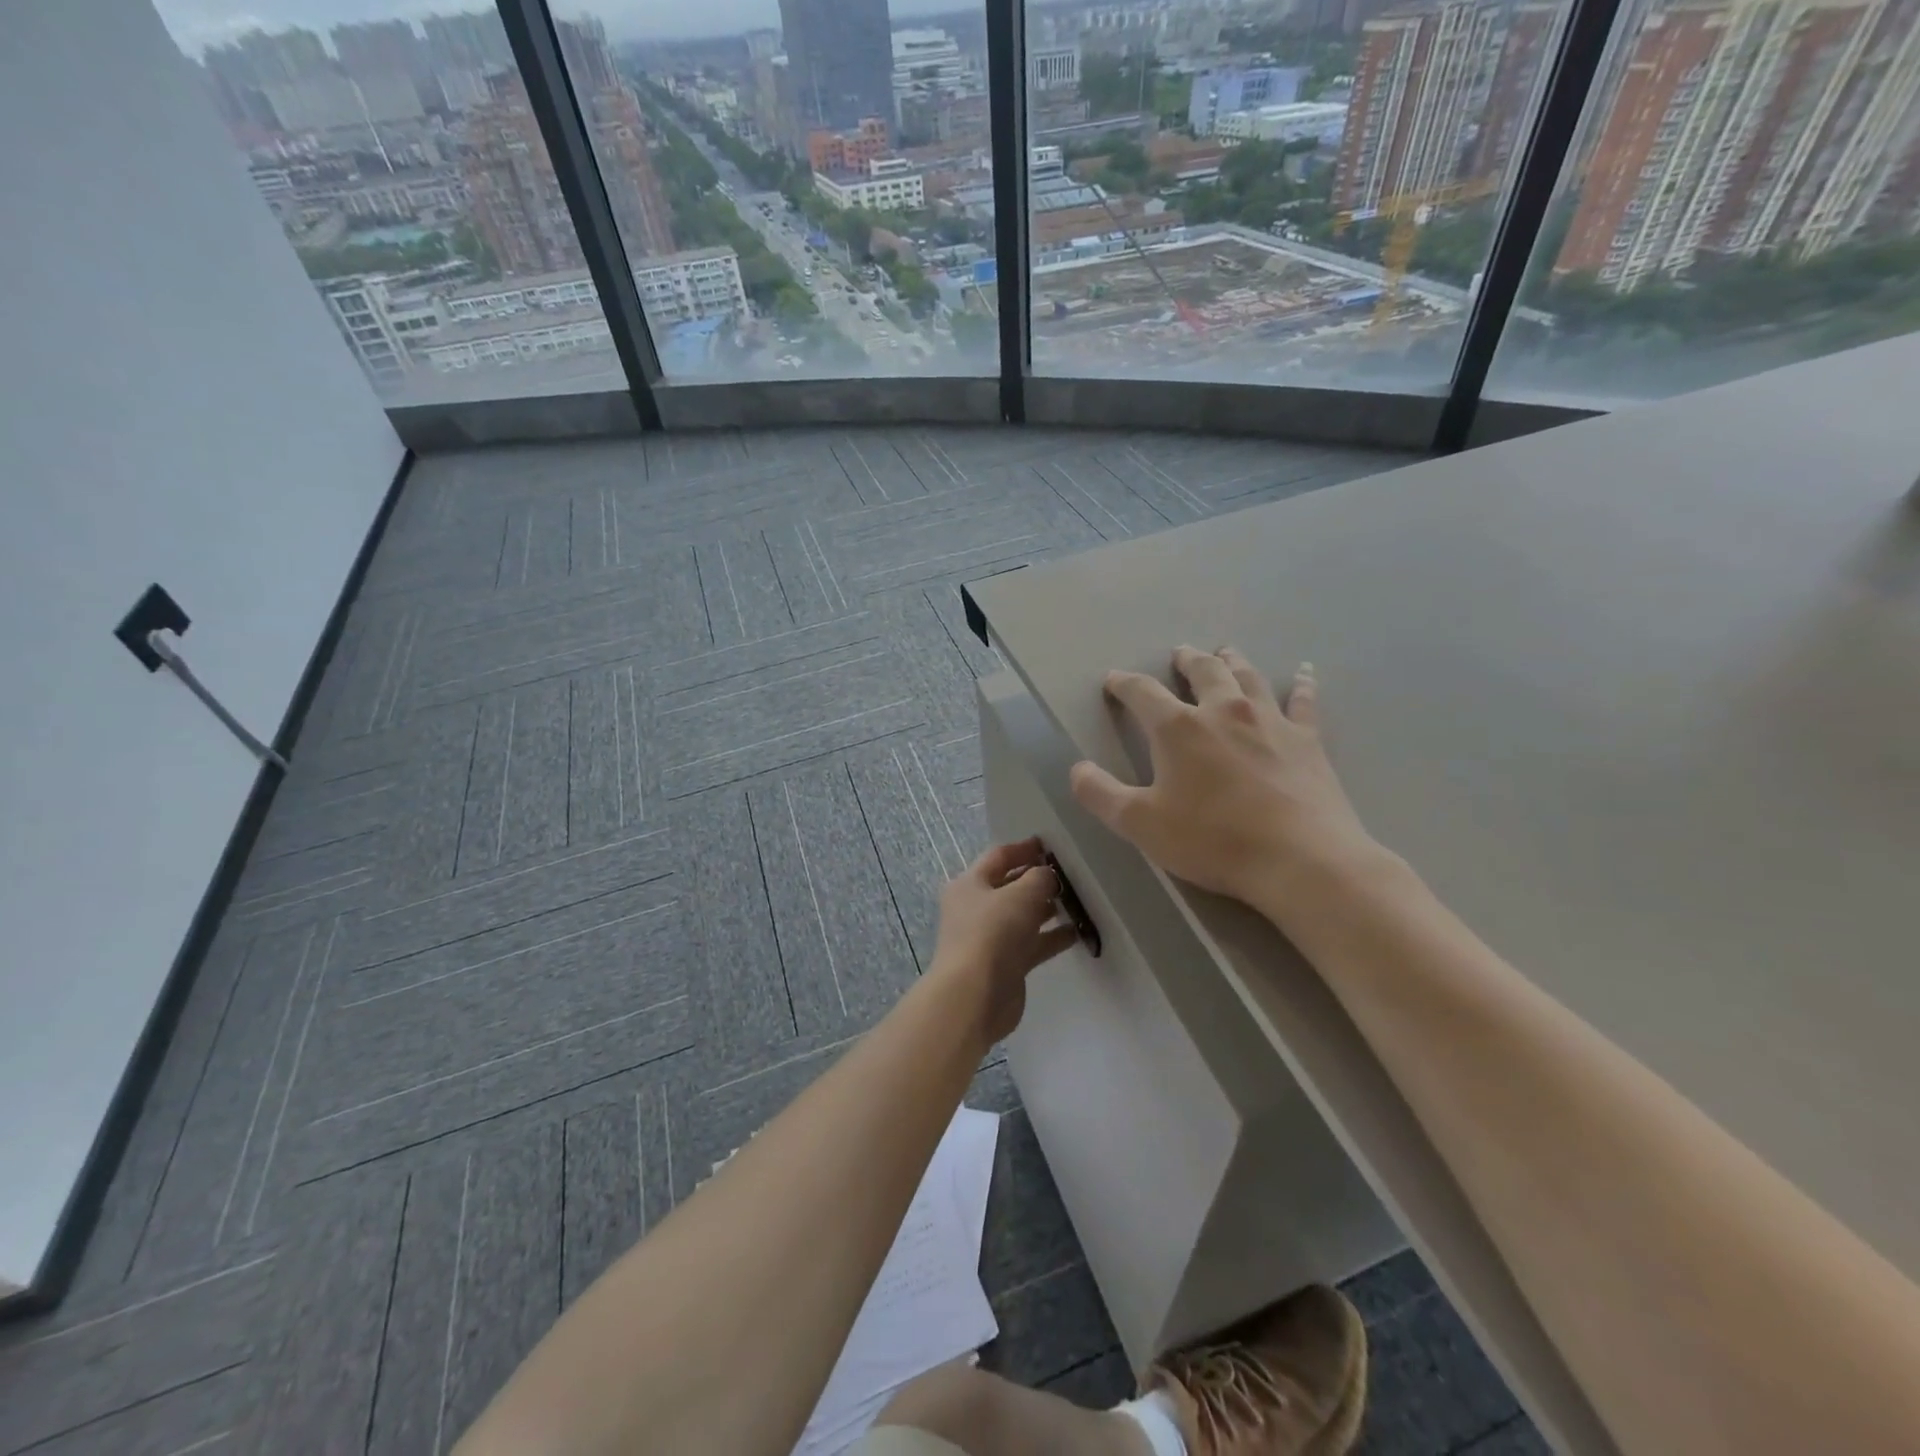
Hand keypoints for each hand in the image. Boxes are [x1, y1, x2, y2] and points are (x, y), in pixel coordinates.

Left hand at [929, 837, 1079, 1043]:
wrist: (974, 996)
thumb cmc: (992, 933)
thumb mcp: (1020, 895)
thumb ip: (1040, 878)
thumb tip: (1047, 875)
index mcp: (969, 884)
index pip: (998, 857)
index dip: (1024, 848)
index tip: (1050, 845)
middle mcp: (976, 908)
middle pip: (1010, 886)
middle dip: (1037, 879)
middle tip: (1070, 874)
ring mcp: (990, 938)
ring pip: (1023, 916)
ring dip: (1047, 909)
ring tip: (1077, 901)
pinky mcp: (1005, 964)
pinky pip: (1032, 943)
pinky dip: (1051, 937)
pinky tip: (1077, 933)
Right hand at [1069, 647, 1381, 918]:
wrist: (1300, 859)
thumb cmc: (1212, 840)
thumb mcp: (1140, 824)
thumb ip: (1101, 794)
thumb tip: (1077, 769)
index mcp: (1179, 728)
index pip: (1143, 692)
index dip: (1124, 684)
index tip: (1114, 680)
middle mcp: (1224, 711)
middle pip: (1204, 672)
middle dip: (1187, 660)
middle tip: (1180, 654)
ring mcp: (1270, 721)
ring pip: (1248, 677)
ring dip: (1233, 661)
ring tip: (1225, 652)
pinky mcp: (1307, 740)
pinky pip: (1303, 702)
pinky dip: (1301, 684)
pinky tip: (1304, 672)